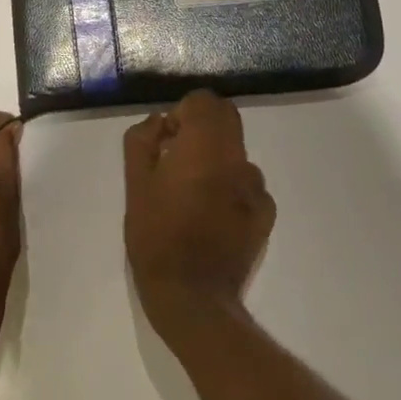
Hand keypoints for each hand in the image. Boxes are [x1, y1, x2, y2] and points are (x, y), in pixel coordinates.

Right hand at [124, 91, 275, 341]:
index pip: (204, 101)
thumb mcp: (134, 185)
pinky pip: (248, 185)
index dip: (182, 112)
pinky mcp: (266, 216)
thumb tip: (160, 122)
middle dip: (202, 128)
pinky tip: (212, 215)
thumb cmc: (156, 236)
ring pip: (237, 153)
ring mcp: (256, 189)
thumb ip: (143, 141)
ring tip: (192, 193)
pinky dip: (231, 188)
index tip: (166, 139)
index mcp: (205, 146)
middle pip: (227, 119)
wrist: (193, 298)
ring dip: (217, 159)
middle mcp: (237, 159)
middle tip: (177, 158)